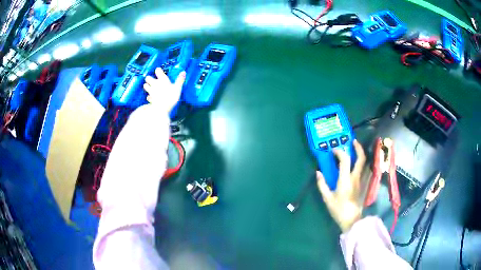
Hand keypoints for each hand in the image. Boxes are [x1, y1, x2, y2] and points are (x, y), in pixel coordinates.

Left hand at [143, 68, 185, 112]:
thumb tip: (183, 72)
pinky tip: (151, 98)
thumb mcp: (178, 88)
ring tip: (150, 87)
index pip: (158, 71)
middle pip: (148, 78)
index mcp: (162, 80)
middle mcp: (155, 84)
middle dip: (149, 78)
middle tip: (152, 80)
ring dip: (147, 86)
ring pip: (145, 86)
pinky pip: (148, 97)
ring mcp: (151, 91)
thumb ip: (180, 80)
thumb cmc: (170, 97)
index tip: (159, 71)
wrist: (162, 109)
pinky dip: (149, 97)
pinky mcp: (150, 99)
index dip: (158, 70)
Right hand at [317, 140, 365, 231]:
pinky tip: (359, 165)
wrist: (351, 220)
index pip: (345, 160)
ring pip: (366, 163)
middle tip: (352, 141)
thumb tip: (318, 172)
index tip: (333, 150)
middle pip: (361, 158)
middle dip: (357, 147)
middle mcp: (356, 177)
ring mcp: (362, 181)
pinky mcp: (364, 185)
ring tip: (355, 151)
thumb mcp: (327, 198)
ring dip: (361, 155)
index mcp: (346, 180)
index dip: (339, 152)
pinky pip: (366, 170)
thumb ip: (322, 184)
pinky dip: (363, 164)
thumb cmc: (338, 209)